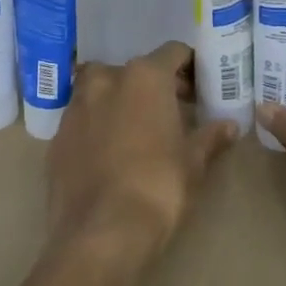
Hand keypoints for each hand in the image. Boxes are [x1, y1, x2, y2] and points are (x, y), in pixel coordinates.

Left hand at [47, 41, 239, 257]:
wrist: (100, 232)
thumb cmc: (158, 187)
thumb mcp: (193, 163)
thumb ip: (210, 137)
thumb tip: (229, 126)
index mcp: (144, 77)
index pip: (172, 53)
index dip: (189, 67)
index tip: (199, 87)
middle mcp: (105, 81)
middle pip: (134, 71)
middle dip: (154, 86)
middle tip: (173, 111)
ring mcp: (75, 108)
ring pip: (102, 91)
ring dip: (121, 102)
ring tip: (139, 131)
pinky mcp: (56, 138)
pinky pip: (83, 120)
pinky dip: (98, 126)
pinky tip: (111, 154)